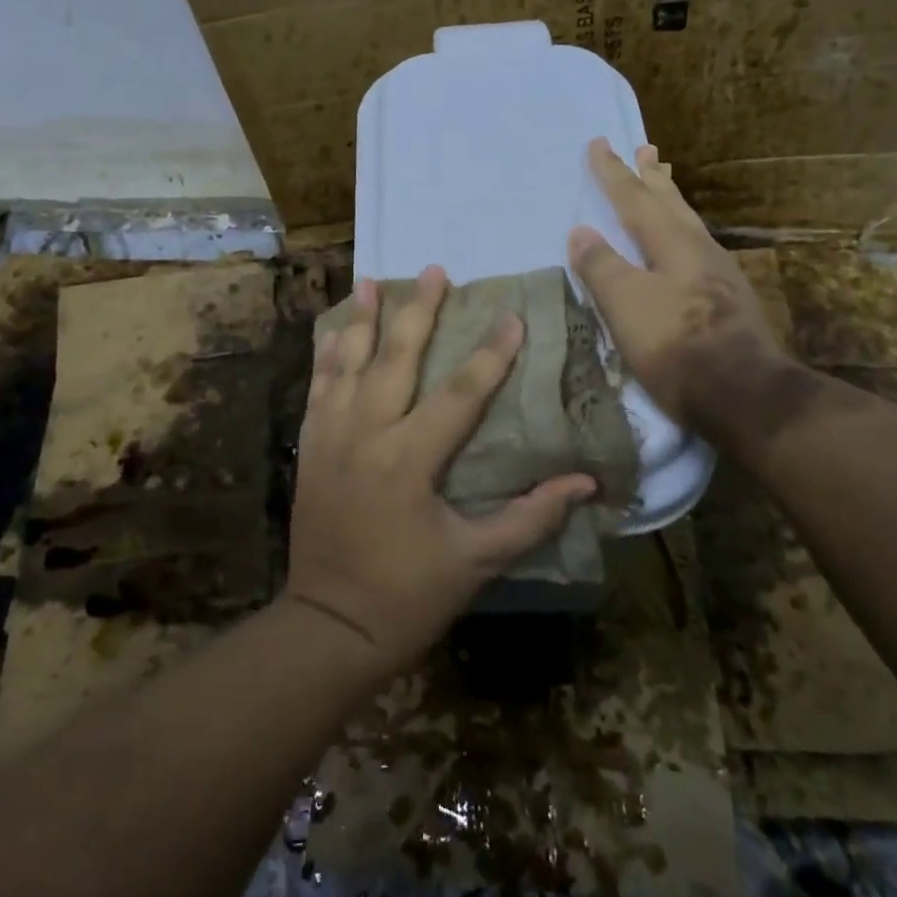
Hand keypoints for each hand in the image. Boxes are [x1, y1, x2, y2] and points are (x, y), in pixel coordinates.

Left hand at [285, 266, 596, 676]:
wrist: (329, 626)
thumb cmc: (408, 596)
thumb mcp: (476, 561)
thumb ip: (530, 517)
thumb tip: (586, 483)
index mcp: (410, 459)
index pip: (460, 393)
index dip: (491, 355)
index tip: (512, 317)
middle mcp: (366, 435)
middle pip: (396, 359)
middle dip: (419, 311)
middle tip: (436, 270)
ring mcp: (331, 438)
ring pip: (348, 364)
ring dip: (362, 320)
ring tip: (372, 280)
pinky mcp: (310, 449)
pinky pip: (317, 390)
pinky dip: (327, 358)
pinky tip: (335, 333)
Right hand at [567, 138, 792, 432]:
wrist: (743, 395)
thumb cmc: (675, 346)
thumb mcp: (626, 305)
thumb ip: (602, 266)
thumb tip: (581, 231)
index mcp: (673, 244)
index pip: (635, 200)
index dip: (613, 173)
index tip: (599, 143)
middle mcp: (699, 250)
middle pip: (670, 204)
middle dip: (651, 177)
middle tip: (644, 149)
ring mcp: (719, 275)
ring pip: (688, 224)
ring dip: (671, 200)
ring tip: (663, 183)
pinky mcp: (728, 300)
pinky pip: (697, 248)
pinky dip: (681, 232)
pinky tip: (683, 245)